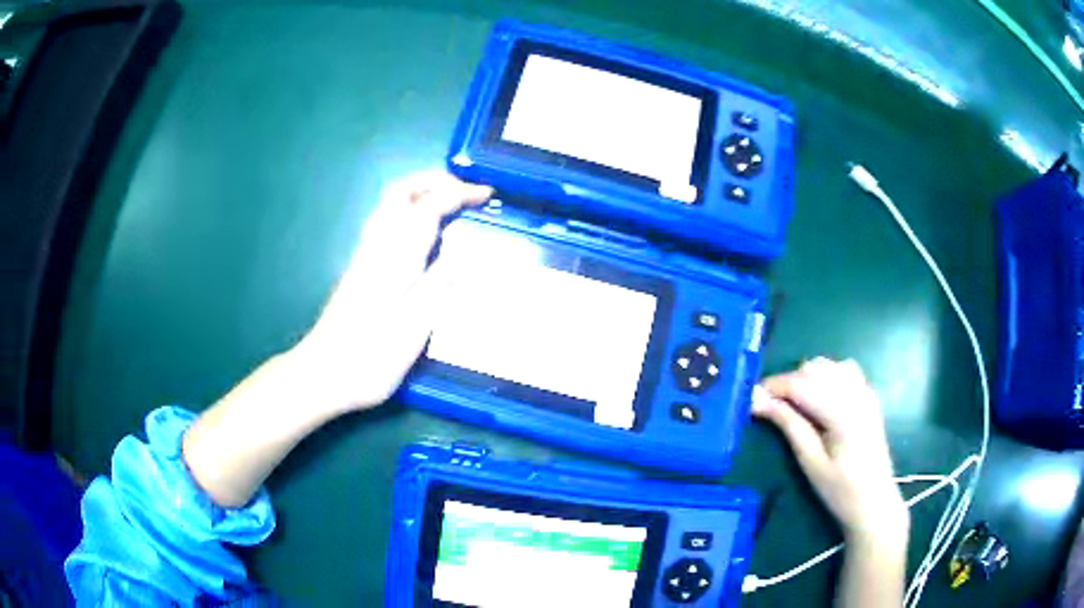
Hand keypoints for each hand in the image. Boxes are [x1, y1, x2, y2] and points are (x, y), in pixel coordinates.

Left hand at [287, 172, 492, 413]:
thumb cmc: (371, 355)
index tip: (487, 194)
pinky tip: (422, 233)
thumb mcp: (414, 327)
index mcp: (395, 256)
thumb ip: (440, 286)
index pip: (429, 207)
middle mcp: (377, 246)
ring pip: (390, 205)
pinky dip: (409, 211)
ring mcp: (365, 256)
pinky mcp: (360, 269)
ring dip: (420, 193)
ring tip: (448, 203)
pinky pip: (386, 222)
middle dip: (433, 181)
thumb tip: (468, 258)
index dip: (459, 194)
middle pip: (400, 192)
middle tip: (464, 190)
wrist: (324, 373)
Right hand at [753, 358, 907, 539]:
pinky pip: (844, 370)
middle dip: (789, 382)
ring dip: (807, 377)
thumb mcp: (810, 463)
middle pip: (815, 368)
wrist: (875, 501)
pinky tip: (820, 398)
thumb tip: (758, 401)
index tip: (751, 397)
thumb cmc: (840, 490)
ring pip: (829, 365)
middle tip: (770, 406)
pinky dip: (826, 376)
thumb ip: (788, 425)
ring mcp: (866, 392)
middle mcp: (856, 393)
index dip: (774, 386)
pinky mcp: (869, 397)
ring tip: (794, 403)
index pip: (802, 384)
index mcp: (842, 412)